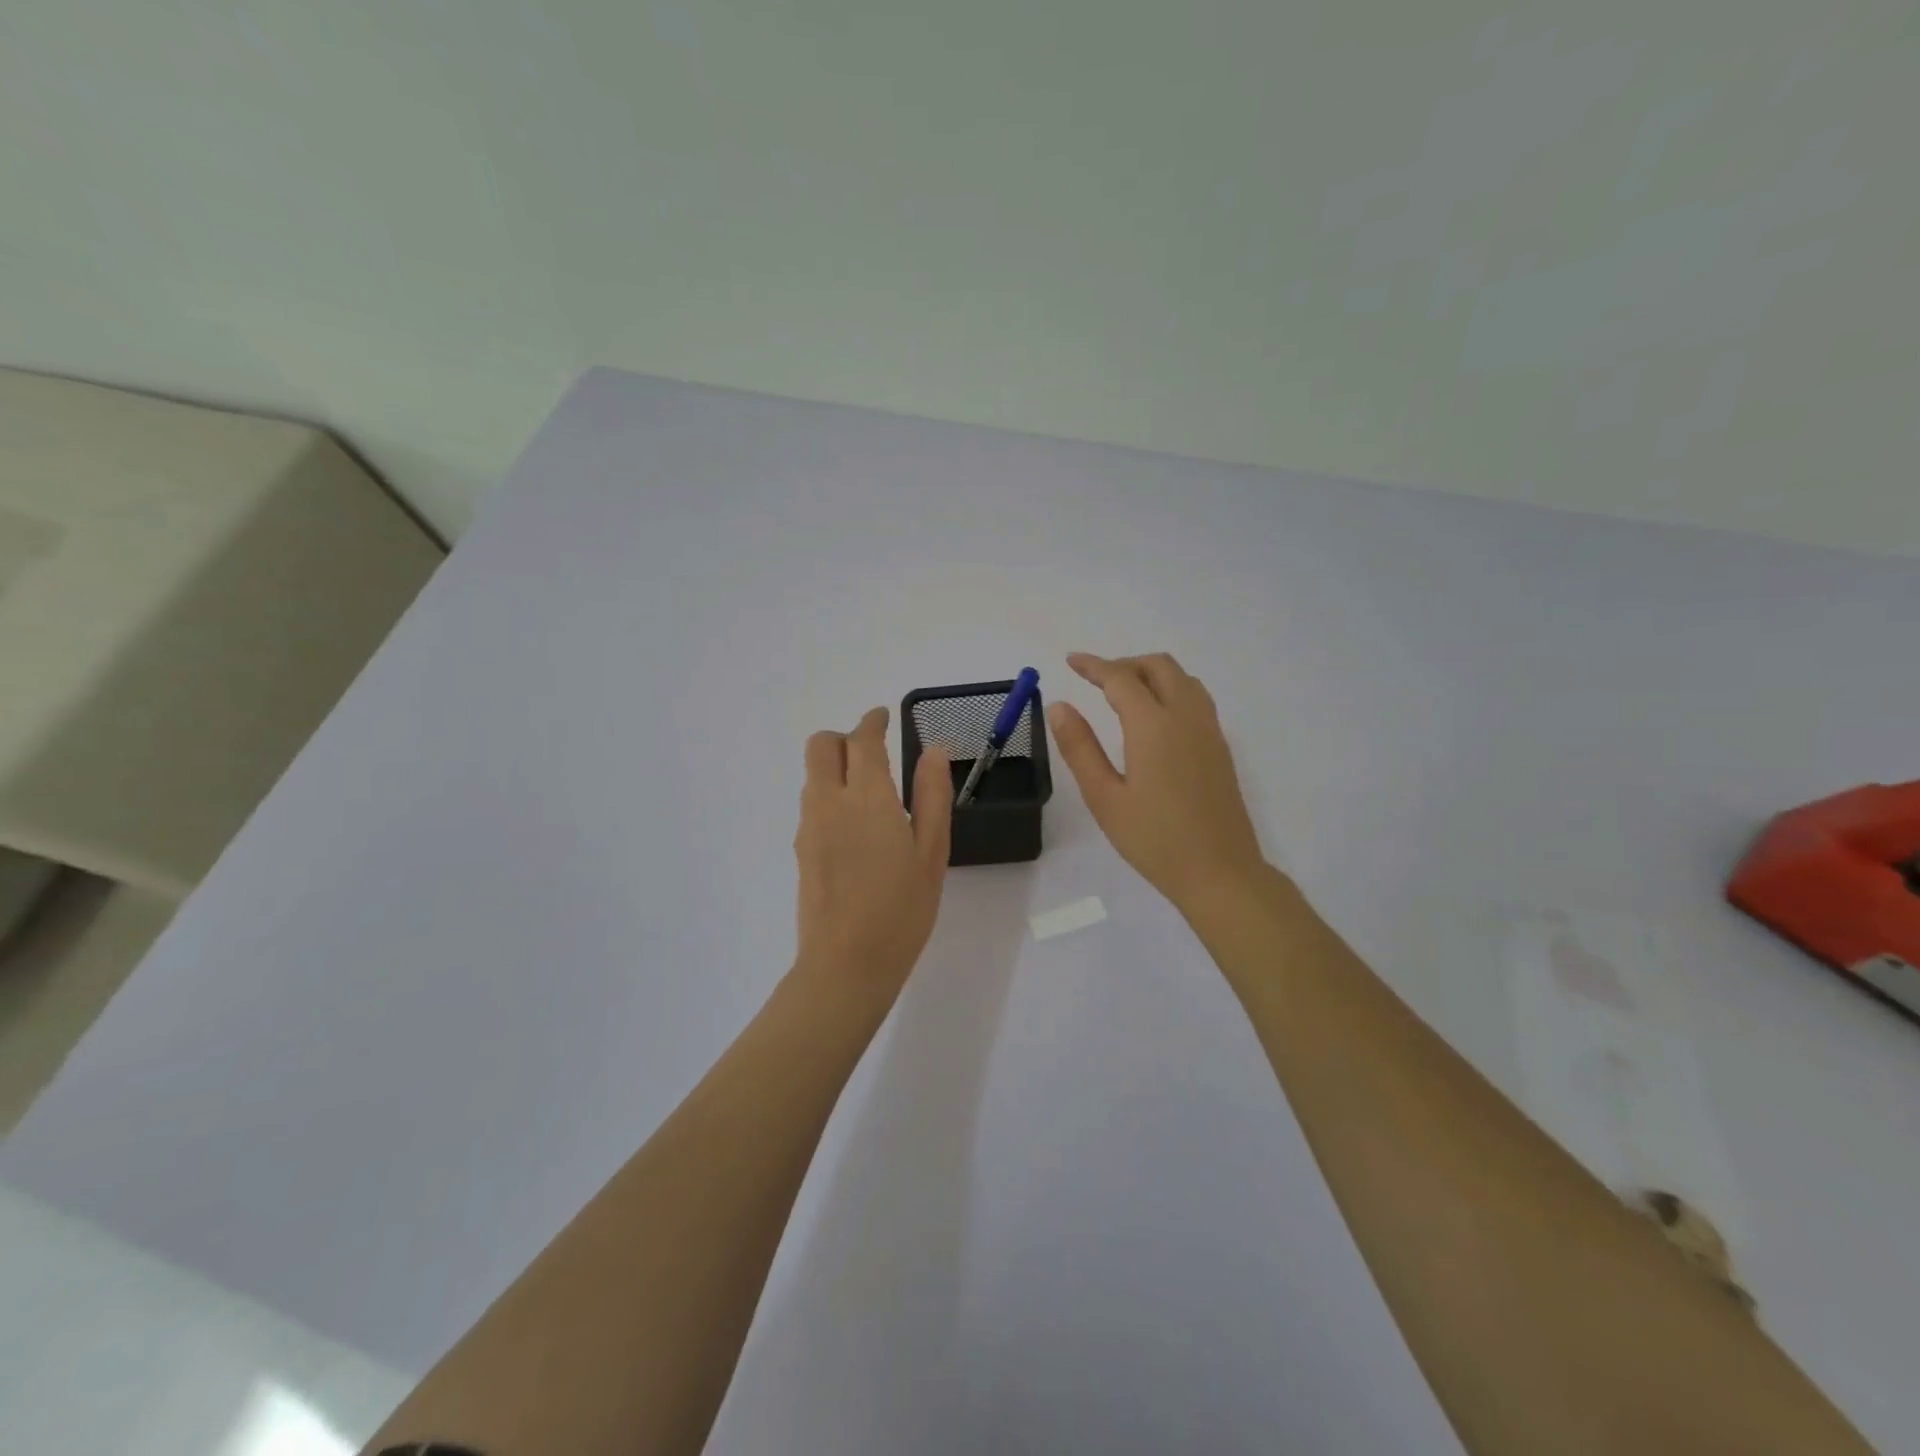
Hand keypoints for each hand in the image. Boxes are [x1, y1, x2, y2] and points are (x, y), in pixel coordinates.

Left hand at [793, 706, 952, 995]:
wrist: (847, 964)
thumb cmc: (902, 909)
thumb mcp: (932, 852)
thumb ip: (932, 796)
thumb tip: (933, 752)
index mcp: (867, 797)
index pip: (862, 739)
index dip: (873, 721)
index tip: (884, 717)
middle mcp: (829, 802)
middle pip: (821, 745)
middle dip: (844, 738)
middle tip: (873, 753)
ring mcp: (809, 826)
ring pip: (812, 775)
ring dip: (835, 767)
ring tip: (869, 794)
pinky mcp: (800, 849)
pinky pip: (811, 804)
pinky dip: (828, 795)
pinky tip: (855, 829)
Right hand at [1047, 652, 1267, 911]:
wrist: (1220, 872)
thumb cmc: (1154, 840)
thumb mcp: (1104, 797)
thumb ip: (1080, 748)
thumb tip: (1059, 706)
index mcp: (1153, 725)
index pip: (1120, 678)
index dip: (1093, 665)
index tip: (1070, 661)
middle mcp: (1186, 717)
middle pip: (1158, 667)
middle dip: (1124, 664)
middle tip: (1095, 679)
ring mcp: (1209, 730)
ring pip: (1182, 678)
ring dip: (1151, 673)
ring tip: (1123, 692)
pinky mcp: (1220, 747)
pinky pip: (1196, 698)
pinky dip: (1171, 688)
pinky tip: (1155, 716)